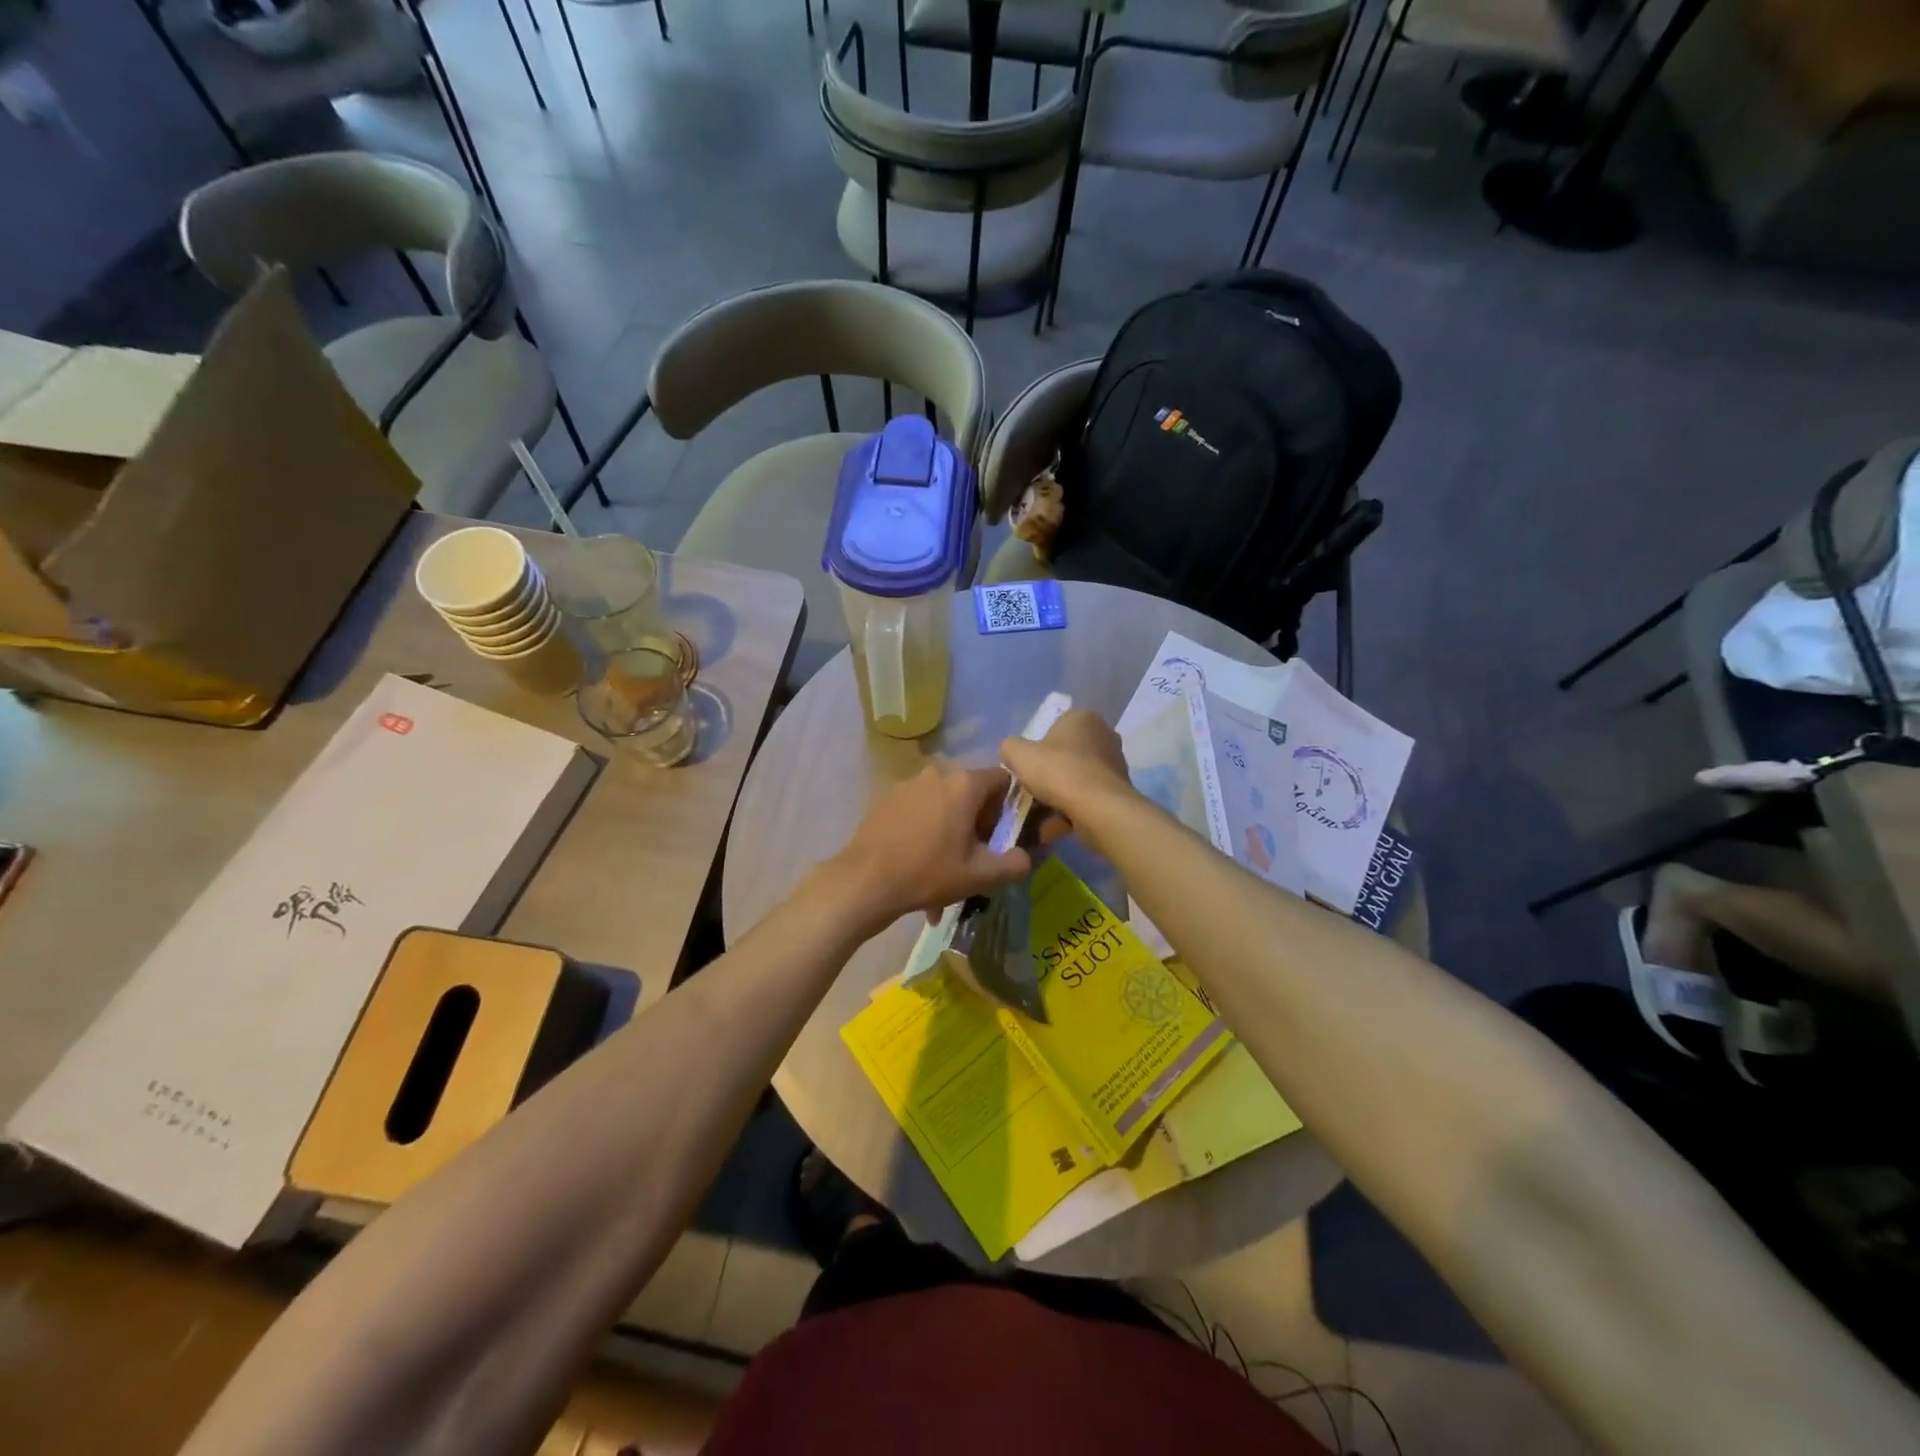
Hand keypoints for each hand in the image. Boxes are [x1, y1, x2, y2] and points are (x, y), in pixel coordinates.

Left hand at [828, 761, 1032, 933]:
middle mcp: (937, 773)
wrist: (865, 881)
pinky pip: (918, 809)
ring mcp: (908, 784)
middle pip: (970, 790)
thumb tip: (1026, 857)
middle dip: (976, 819)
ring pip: (942, 801)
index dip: (1008, 807)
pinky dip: (924, 829)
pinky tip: (917, 861)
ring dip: (949, 826)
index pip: (1002, 780)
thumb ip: (1014, 863)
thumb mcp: (980, 875)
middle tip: (972, 853)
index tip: (1000, 835)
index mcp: (964, 783)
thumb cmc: (928, 873)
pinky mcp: (886, 798)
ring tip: (942, 865)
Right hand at [999, 709, 1136, 857]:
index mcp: (1082, 717)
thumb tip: (1012, 753)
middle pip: (1066, 755)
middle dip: (1049, 774)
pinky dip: (1071, 811)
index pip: (1054, 727)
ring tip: (1038, 816)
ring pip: (1076, 779)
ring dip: (1058, 796)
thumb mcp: (1018, 754)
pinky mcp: (1118, 791)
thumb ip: (1010, 748)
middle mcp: (1104, 735)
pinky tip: (1053, 829)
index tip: (1027, 767)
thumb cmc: (1058, 772)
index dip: (1037, 748)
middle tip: (1032, 791)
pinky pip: (1087, 799)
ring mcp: (1114, 764)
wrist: (1098, 809)